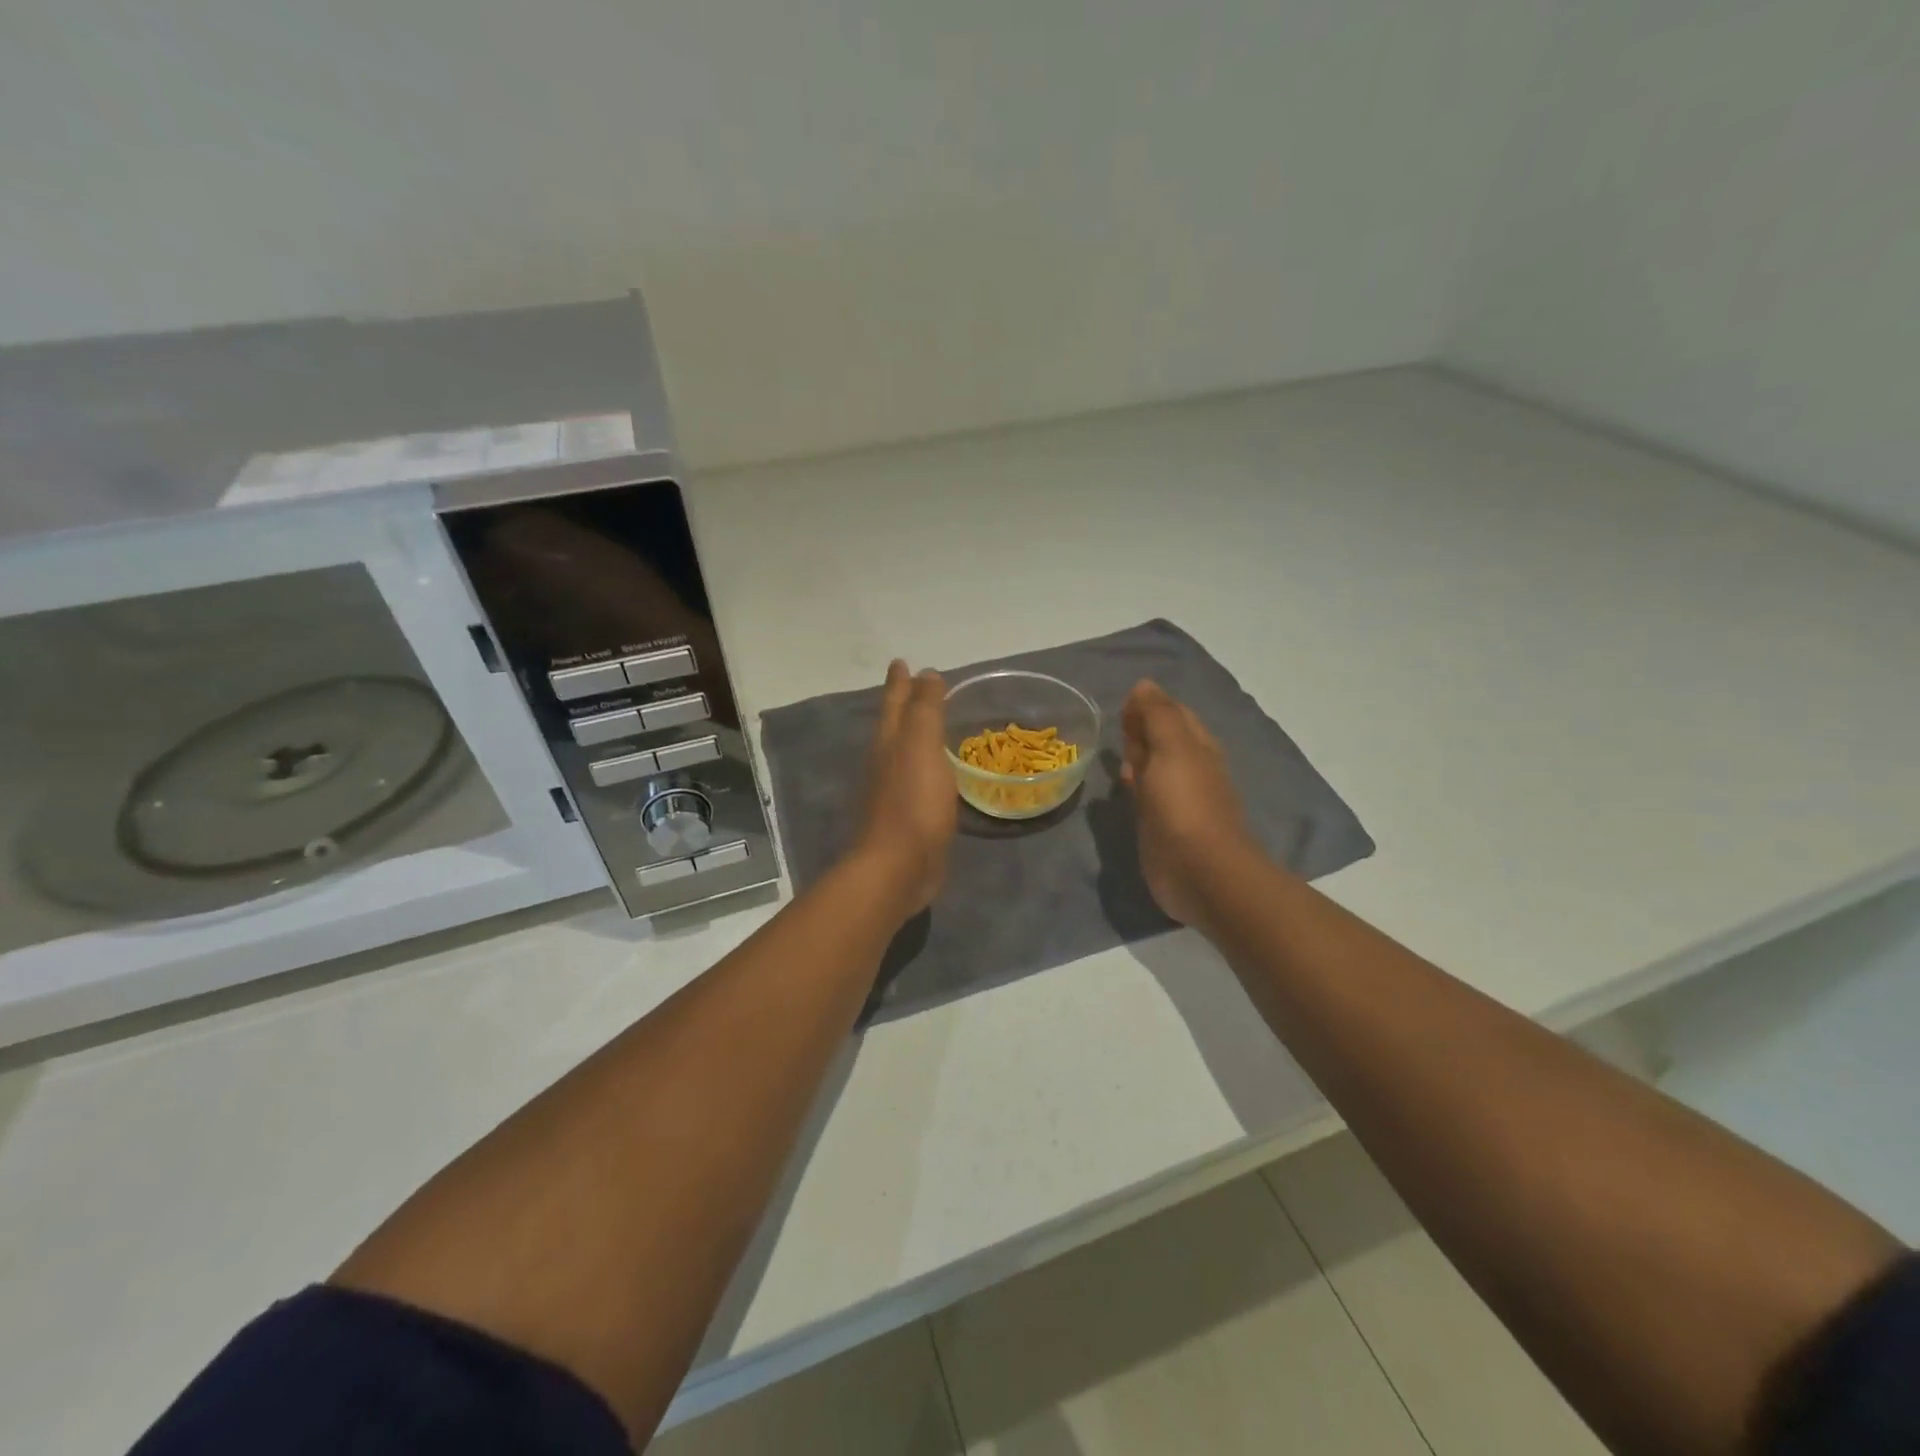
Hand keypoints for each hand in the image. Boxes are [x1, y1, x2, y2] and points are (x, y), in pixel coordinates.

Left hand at [853, 660, 957, 915]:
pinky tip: (937, 776)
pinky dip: (926, 770)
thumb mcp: (921, 747)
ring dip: (914, 738)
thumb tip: (926, 673)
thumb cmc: (912, 803)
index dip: (901, 683)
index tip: (901, 662)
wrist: (897, 869)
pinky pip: (917, 783)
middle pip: (894, 726)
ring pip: (903, 755)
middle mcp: (885, 764)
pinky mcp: (906, 821)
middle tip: (916, 688)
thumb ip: (925, 710)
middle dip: (903, 707)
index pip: (896, 703)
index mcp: (889, 743)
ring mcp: (892, 794)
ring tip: (930, 729)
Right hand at [1119, 680, 1259, 928]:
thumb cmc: (1185, 804)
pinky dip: (1134, 785)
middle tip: (1119, 733)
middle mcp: (1189, 768)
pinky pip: (1145, 795)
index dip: (1147, 706)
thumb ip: (1158, 714)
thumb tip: (1144, 685)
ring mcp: (1176, 798)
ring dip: (1136, 758)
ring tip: (1115, 757)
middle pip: (1162, 739)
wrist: (1200, 871)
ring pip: (1153, 767)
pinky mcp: (1161, 825)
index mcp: (1197, 745)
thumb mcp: (1173, 748)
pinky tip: (1122, 789)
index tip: (1121, 710)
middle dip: (1140, 731)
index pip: (1172, 712)